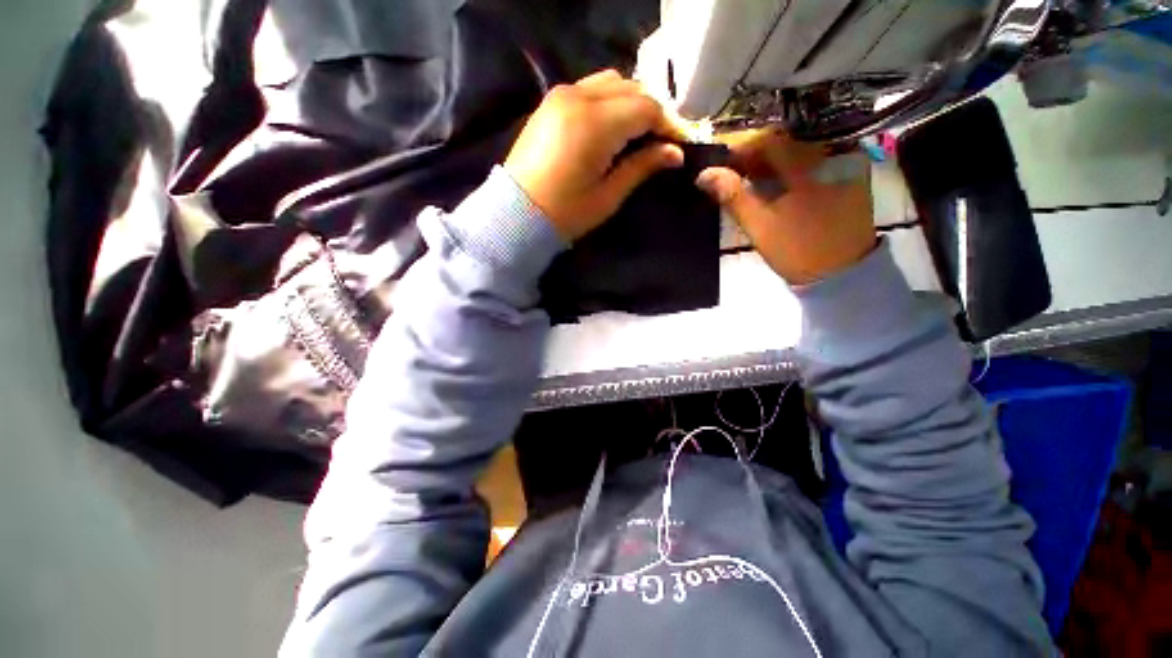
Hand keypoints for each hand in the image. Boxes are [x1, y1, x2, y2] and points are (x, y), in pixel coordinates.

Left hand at [505, 69, 685, 241]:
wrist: (516, 214)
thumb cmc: (565, 213)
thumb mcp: (608, 196)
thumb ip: (641, 167)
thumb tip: (675, 153)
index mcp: (595, 124)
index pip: (645, 108)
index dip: (668, 124)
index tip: (679, 144)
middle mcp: (578, 97)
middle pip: (630, 88)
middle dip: (651, 111)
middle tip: (660, 140)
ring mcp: (561, 96)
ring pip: (610, 82)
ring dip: (630, 102)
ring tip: (637, 133)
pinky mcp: (550, 103)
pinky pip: (589, 89)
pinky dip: (608, 101)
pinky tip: (612, 126)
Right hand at [696, 130, 875, 285]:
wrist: (841, 272)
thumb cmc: (797, 251)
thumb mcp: (759, 226)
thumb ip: (733, 196)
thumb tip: (704, 174)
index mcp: (809, 166)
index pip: (769, 141)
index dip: (741, 150)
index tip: (721, 166)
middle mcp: (833, 152)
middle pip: (786, 140)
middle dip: (756, 156)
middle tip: (733, 175)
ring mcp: (846, 159)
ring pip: (800, 146)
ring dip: (773, 161)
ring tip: (752, 181)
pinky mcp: (852, 170)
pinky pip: (816, 156)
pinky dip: (793, 164)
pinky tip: (779, 182)